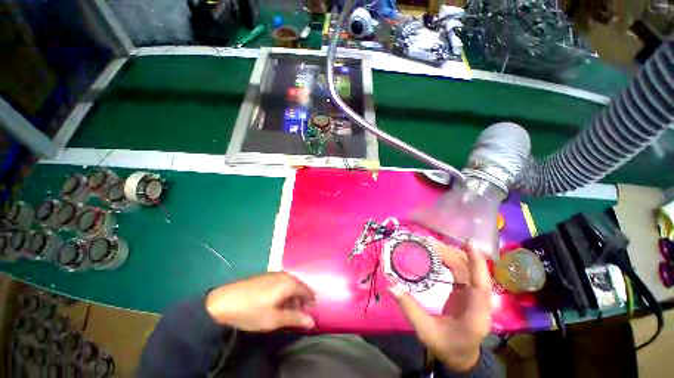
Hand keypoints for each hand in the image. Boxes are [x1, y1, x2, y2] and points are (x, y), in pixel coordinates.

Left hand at [205, 272, 315, 331]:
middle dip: (301, 299)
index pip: (307, 290)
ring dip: (292, 296)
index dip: (311, 300)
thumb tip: (312, 321)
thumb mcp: (274, 319)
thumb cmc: (252, 311)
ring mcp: (274, 274)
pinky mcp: (266, 276)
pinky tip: (276, 302)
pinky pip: (281, 282)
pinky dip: (284, 292)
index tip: (312, 311)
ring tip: (288, 310)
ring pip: (290, 284)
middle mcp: (284, 275)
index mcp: (289, 283)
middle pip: (299, 286)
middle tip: (299, 313)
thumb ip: (295, 318)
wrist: (223, 302)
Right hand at [390, 242, 490, 371]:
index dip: (476, 263)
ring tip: (430, 244)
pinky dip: (450, 259)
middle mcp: (479, 301)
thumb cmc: (447, 347)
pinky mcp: (468, 291)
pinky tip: (438, 253)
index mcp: (475, 314)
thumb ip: (410, 310)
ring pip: (466, 268)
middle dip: (450, 253)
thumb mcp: (426, 332)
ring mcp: (474, 295)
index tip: (469, 243)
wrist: (461, 356)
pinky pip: (462, 271)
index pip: (480, 285)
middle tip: (428, 242)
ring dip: (450, 253)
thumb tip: (391, 287)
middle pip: (469, 271)